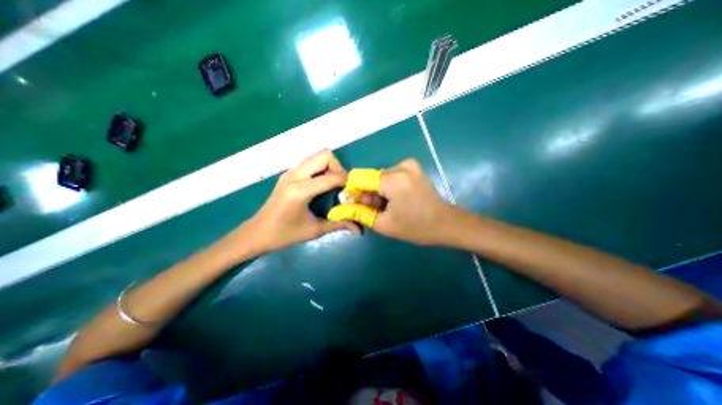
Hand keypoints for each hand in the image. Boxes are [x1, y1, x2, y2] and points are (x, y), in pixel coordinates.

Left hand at [242, 150, 357, 254]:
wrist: (257, 233)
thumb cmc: (284, 235)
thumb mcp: (314, 230)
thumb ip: (339, 224)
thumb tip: (360, 229)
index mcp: (300, 190)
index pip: (331, 177)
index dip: (346, 182)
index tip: (352, 193)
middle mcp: (294, 175)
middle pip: (325, 155)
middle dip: (338, 168)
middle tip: (341, 186)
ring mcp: (290, 172)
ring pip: (317, 156)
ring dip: (330, 167)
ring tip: (333, 185)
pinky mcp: (288, 173)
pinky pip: (311, 162)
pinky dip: (321, 169)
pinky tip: (321, 185)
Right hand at [330, 160, 455, 245]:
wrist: (446, 223)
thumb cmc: (417, 228)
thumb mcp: (384, 224)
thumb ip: (360, 213)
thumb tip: (341, 208)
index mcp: (393, 179)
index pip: (359, 177)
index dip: (352, 191)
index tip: (354, 205)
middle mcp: (401, 166)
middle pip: (370, 177)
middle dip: (367, 194)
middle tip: (374, 211)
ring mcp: (409, 165)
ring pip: (379, 177)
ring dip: (377, 192)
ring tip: (386, 208)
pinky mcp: (413, 167)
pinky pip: (389, 175)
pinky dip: (387, 188)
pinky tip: (394, 200)